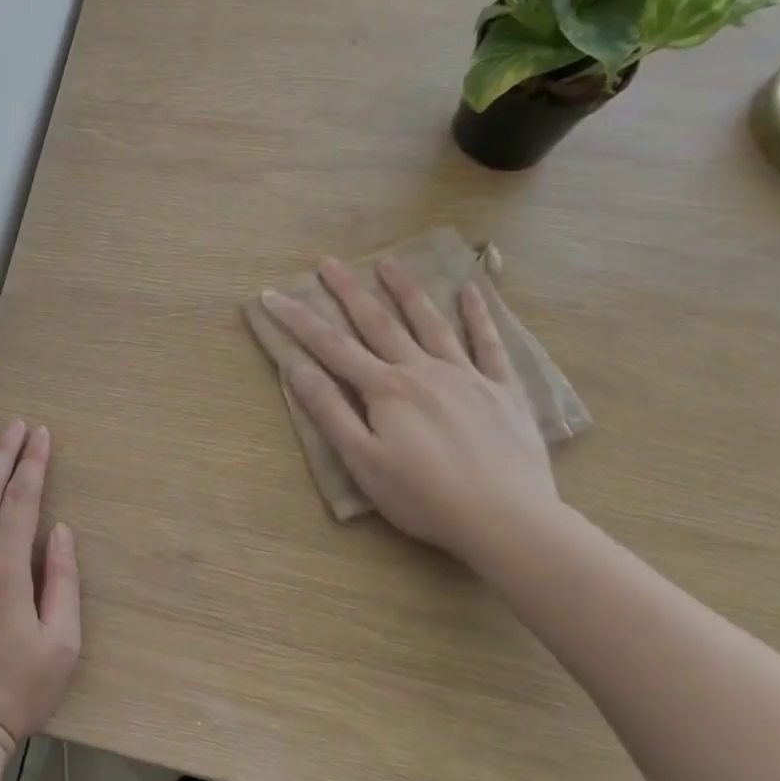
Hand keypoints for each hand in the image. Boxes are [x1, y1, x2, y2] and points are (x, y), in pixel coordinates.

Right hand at [259, 258, 558, 562]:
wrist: (507, 518)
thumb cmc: (424, 497)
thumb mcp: (363, 461)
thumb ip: (331, 412)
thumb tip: (297, 368)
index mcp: (385, 389)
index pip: (331, 346)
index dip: (299, 319)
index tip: (272, 295)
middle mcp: (422, 370)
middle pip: (379, 322)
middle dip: (349, 291)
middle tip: (328, 262)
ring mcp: (467, 375)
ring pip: (431, 322)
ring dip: (406, 291)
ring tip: (389, 262)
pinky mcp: (502, 389)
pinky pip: (489, 343)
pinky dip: (478, 315)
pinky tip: (471, 290)